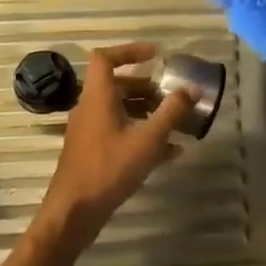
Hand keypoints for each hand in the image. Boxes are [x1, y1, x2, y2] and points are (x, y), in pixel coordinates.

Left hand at [37, 43, 191, 252]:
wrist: (73, 214)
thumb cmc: (109, 169)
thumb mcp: (148, 139)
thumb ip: (172, 112)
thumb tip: (193, 89)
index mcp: (98, 97)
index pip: (105, 58)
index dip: (129, 51)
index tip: (155, 55)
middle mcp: (90, 109)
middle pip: (117, 86)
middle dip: (146, 87)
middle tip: (170, 94)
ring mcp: (89, 133)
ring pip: (119, 110)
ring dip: (146, 111)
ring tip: (174, 122)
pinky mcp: (92, 153)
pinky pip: (119, 133)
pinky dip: (140, 134)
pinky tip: (169, 152)